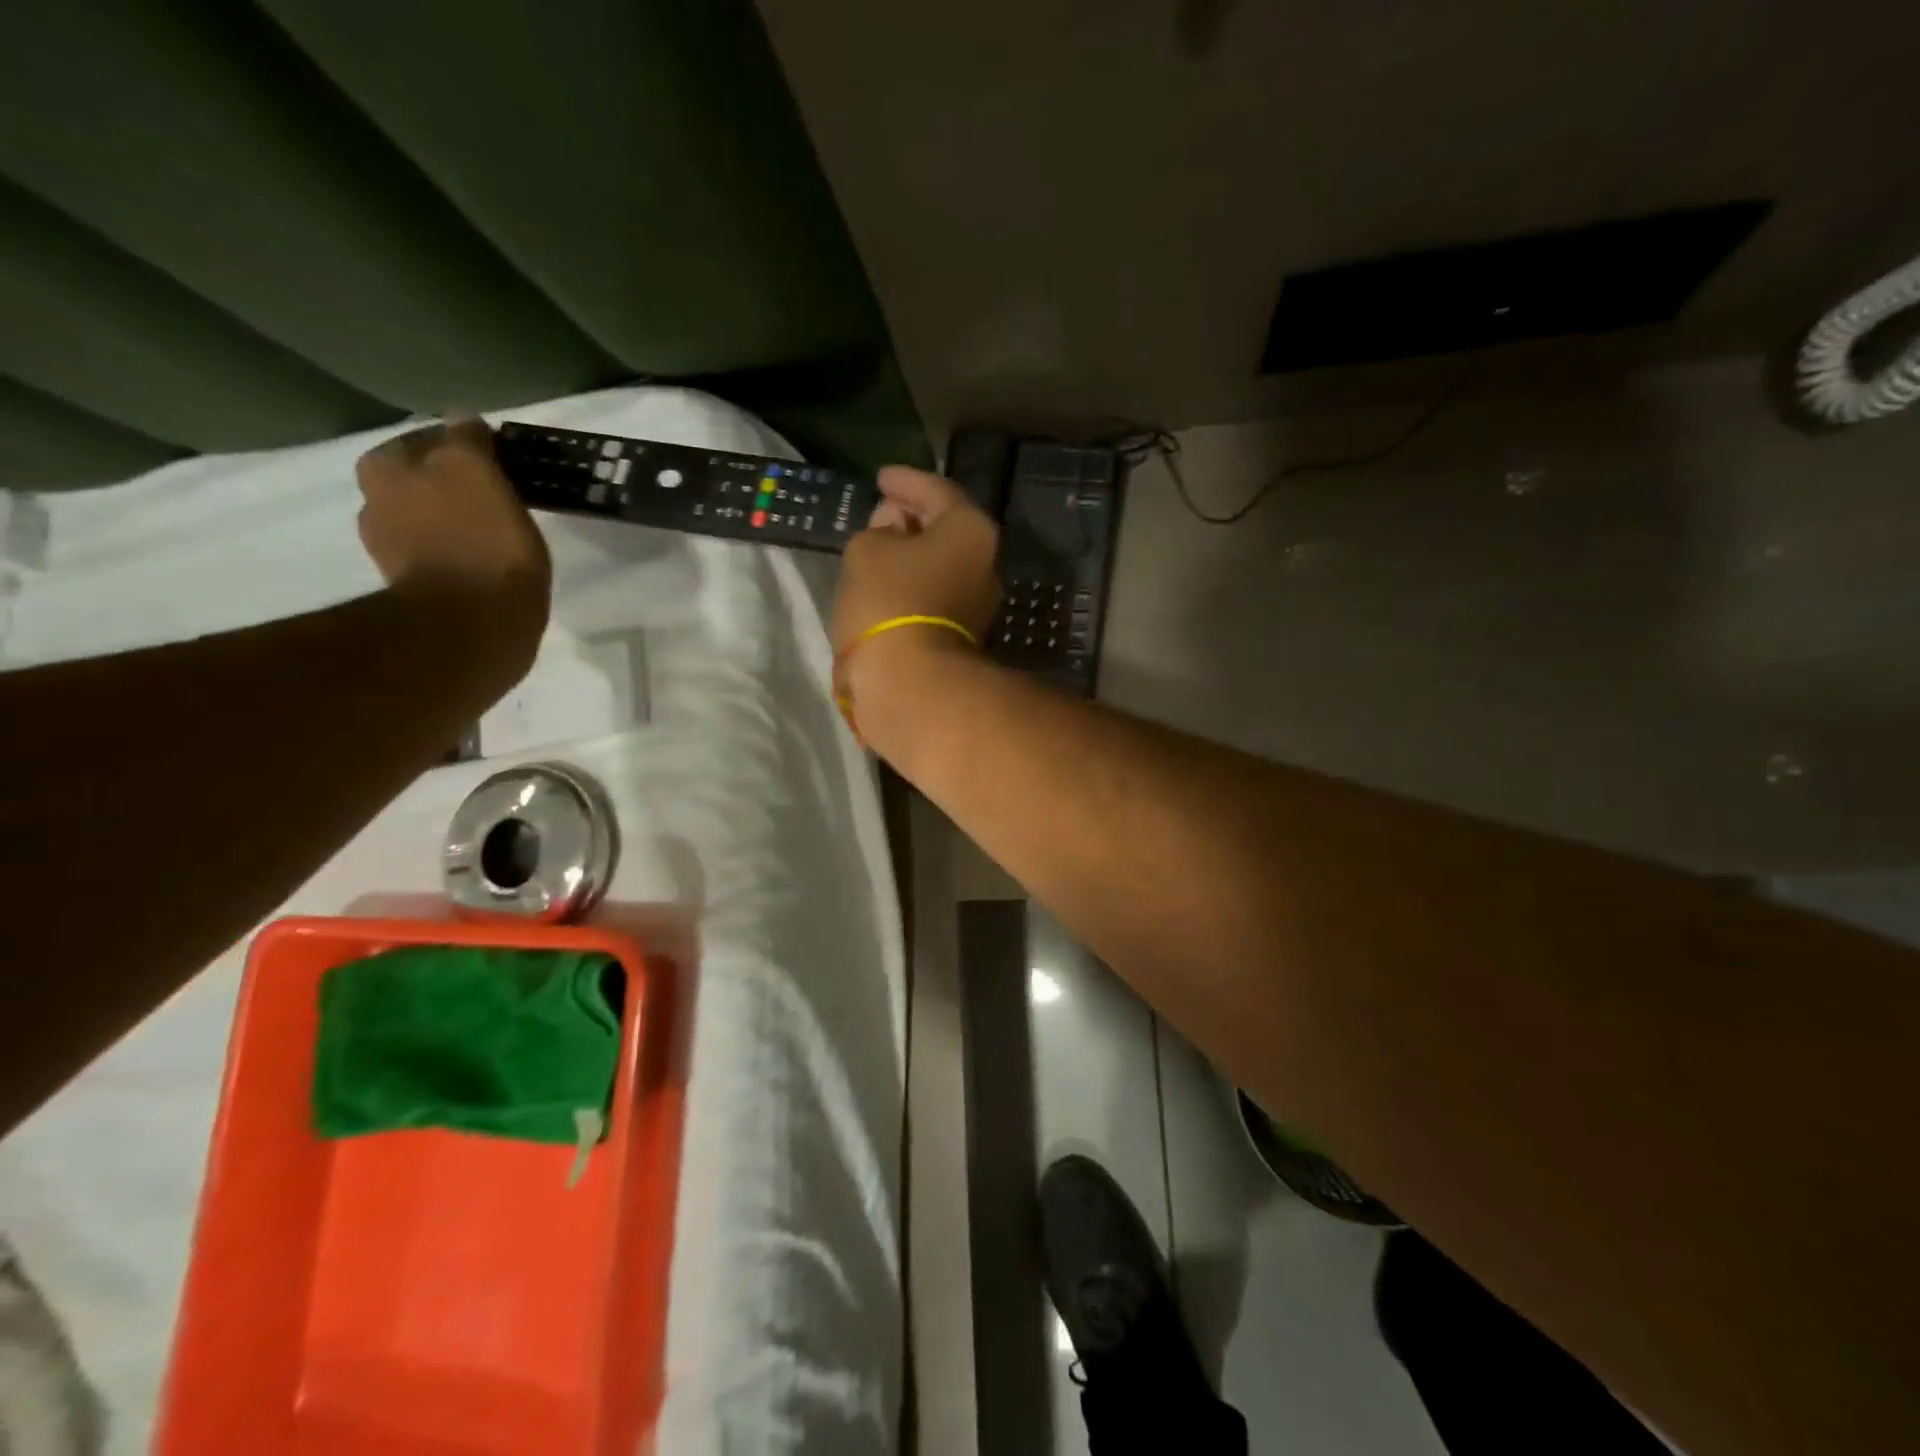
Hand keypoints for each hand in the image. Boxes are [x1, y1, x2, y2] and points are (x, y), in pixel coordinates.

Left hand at [355, 413, 550, 668]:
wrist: (473, 626)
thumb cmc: (479, 543)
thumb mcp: (475, 473)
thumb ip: (465, 441)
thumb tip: (460, 416)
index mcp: (385, 469)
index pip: (428, 440)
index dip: (465, 448)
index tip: (500, 463)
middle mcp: (376, 504)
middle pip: (424, 480)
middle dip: (456, 483)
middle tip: (501, 494)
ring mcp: (395, 551)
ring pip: (433, 519)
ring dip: (459, 520)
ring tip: (500, 530)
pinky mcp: (421, 590)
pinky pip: (445, 556)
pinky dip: (464, 554)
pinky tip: (491, 562)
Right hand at [833, 466, 998, 656]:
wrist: (911, 682)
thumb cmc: (890, 601)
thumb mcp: (867, 549)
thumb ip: (879, 529)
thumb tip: (894, 533)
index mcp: (971, 531)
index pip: (937, 491)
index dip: (905, 481)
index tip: (880, 478)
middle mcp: (985, 565)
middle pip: (945, 530)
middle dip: (911, 519)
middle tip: (880, 512)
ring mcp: (977, 606)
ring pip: (940, 567)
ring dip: (911, 557)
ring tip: (877, 551)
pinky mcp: (961, 638)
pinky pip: (933, 597)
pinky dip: (911, 587)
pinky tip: (886, 587)